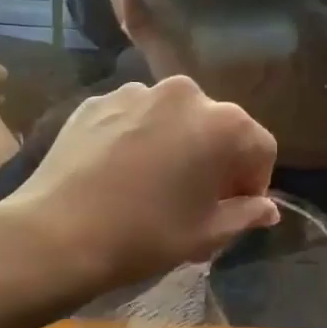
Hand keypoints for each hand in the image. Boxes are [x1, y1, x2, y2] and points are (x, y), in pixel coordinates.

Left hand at [1, 76, 278, 289]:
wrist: (58, 233)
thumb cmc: (146, 236)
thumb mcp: (206, 235)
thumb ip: (245, 214)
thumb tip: (267, 209)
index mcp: (223, 123)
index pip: (260, 148)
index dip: (255, 182)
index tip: (236, 209)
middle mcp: (185, 94)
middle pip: (217, 126)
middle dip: (216, 159)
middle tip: (196, 197)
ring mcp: (136, 92)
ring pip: (173, 119)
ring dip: (176, 144)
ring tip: (153, 183)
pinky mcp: (97, 101)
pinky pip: (134, 118)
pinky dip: (138, 139)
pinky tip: (120, 173)